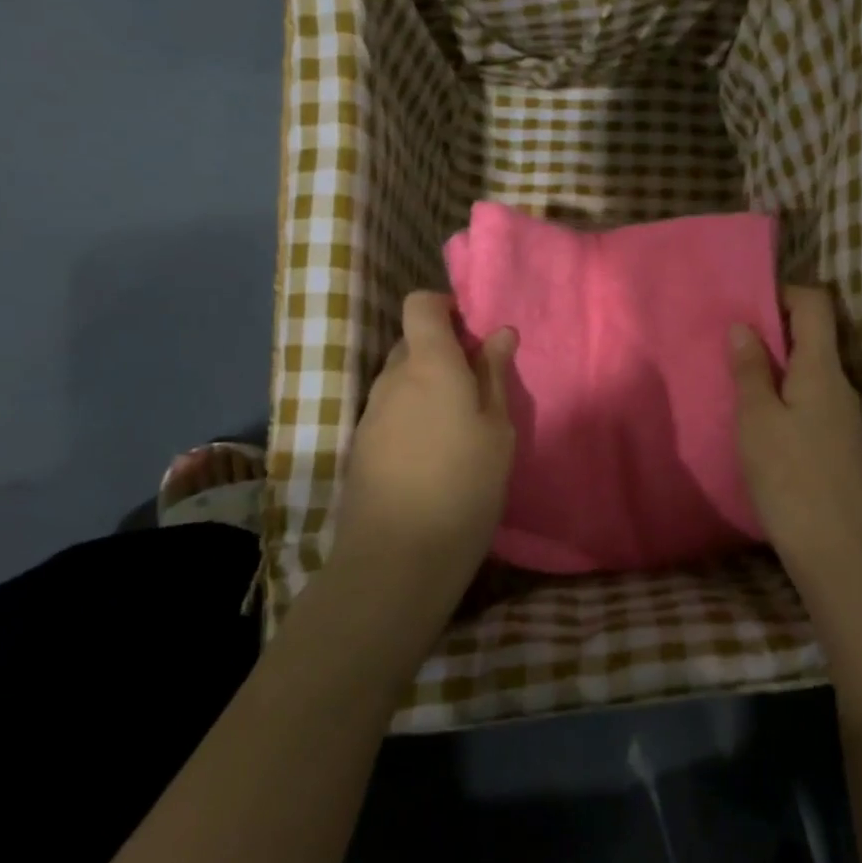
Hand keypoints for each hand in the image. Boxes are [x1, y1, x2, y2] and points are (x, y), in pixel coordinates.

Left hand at [332, 291, 517, 596]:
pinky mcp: (362, 445)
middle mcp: (392, 379)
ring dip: (428, 386)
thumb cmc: (464, 486)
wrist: (398, 557)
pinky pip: (391, 410)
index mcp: (429, 365)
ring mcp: (371, 413)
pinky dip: (413, 414)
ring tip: (460, 426)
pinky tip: (434, 454)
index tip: (473, 333)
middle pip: (412, 342)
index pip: (420, 305)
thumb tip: (499, 332)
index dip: (444, 307)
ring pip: (401, 379)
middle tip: (478, 386)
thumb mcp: (497, 430)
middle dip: (443, 351)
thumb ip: (494, 376)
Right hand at [729, 286, 861, 582]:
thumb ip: (751, 371)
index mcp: (823, 370)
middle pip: (815, 340)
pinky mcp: (843, 452)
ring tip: (737, 386)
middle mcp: (842, 388)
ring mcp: (847, 422)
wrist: (844, 557)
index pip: (816, 305)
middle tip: (729, 347)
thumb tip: (744, 325)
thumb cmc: (792, 479)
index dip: (784, 293)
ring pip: (812, 377)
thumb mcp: (757, 421)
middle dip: (773, 334)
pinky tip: (761, 428)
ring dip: (778, 372)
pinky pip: (814, 407)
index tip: (745, 304)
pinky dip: (787, 402)